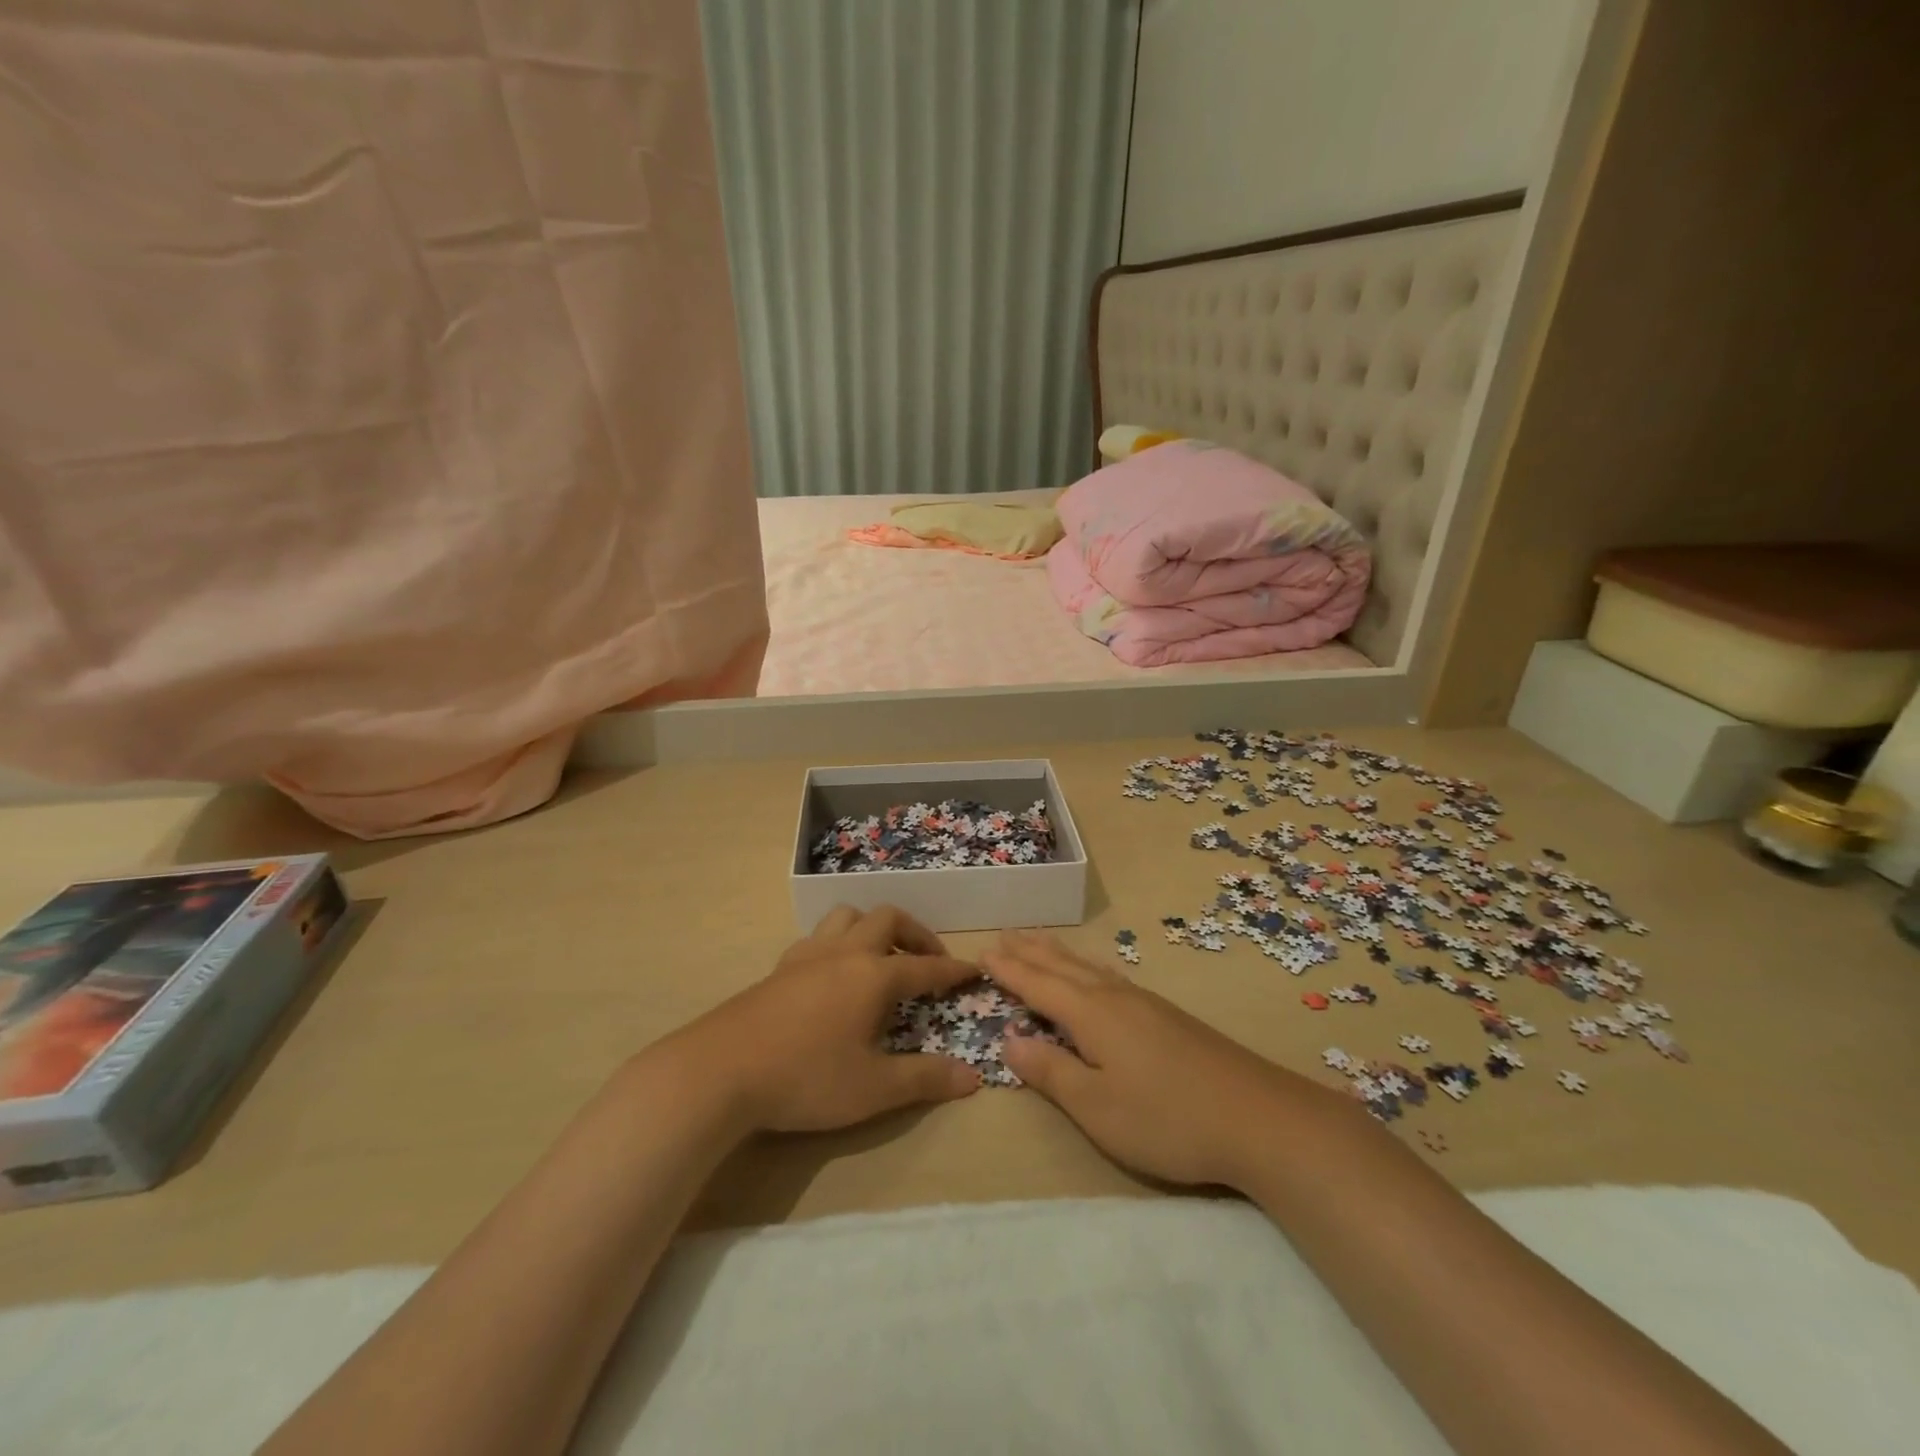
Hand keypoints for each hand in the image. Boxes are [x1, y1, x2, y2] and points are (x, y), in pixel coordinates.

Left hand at [677, 905, 982, 1134]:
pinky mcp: (781, 966)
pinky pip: (820, 936)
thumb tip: (972, 1077)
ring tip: (881, 957)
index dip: (953, 970)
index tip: (974, 970)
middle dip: (916, 934)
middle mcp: (845, 953)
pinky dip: (840, 941)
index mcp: (874, 976)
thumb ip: (924, 1079)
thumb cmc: (805, 1078)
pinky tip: (834, 972)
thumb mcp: (873, 1089)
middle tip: (928, 960)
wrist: (720, 1071)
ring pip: (848, 916)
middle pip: (888, 920)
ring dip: (873, 928)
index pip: (926, 966)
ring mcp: (809, 955)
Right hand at [986, 931, 1324, 1187]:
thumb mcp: (1097, 1106)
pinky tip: (1098, 974)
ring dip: (1058, 954)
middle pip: (1063, 966)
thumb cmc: (1167, 1118)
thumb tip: (1009, 1040)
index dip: (1009, 970)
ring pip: (1089, 968)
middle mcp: (1115, 997)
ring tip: (1039, 942)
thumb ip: (1051, 1072)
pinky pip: (1111, 976)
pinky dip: (1088, 967)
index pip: (1039, 985)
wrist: (1258, 1117)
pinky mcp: (1167, 1016)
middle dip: (1030, 952)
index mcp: (1092, 1014)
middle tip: (1004, 934)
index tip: (982, 952)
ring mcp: (1145, 1003)